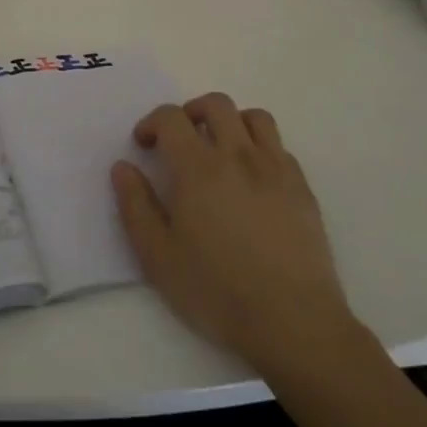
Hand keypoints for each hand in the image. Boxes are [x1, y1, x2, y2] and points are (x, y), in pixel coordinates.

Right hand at [112, 93, 356, 374]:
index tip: (144, 144)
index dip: (152, 122)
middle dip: (191, 111)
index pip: (171, 118)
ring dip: (231, 122)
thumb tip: (123, 167)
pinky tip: (253, 179)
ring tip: (220, 149)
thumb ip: (136, 206)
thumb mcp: (158, 257)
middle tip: (180, 138)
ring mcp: (276, 169)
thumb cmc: (217, 292)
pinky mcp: (302, 188)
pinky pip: (280, 148)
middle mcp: (238, 155)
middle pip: (216, 104)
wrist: (293, 322)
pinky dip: (261, 148)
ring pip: (255, 117)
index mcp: (199, 168)